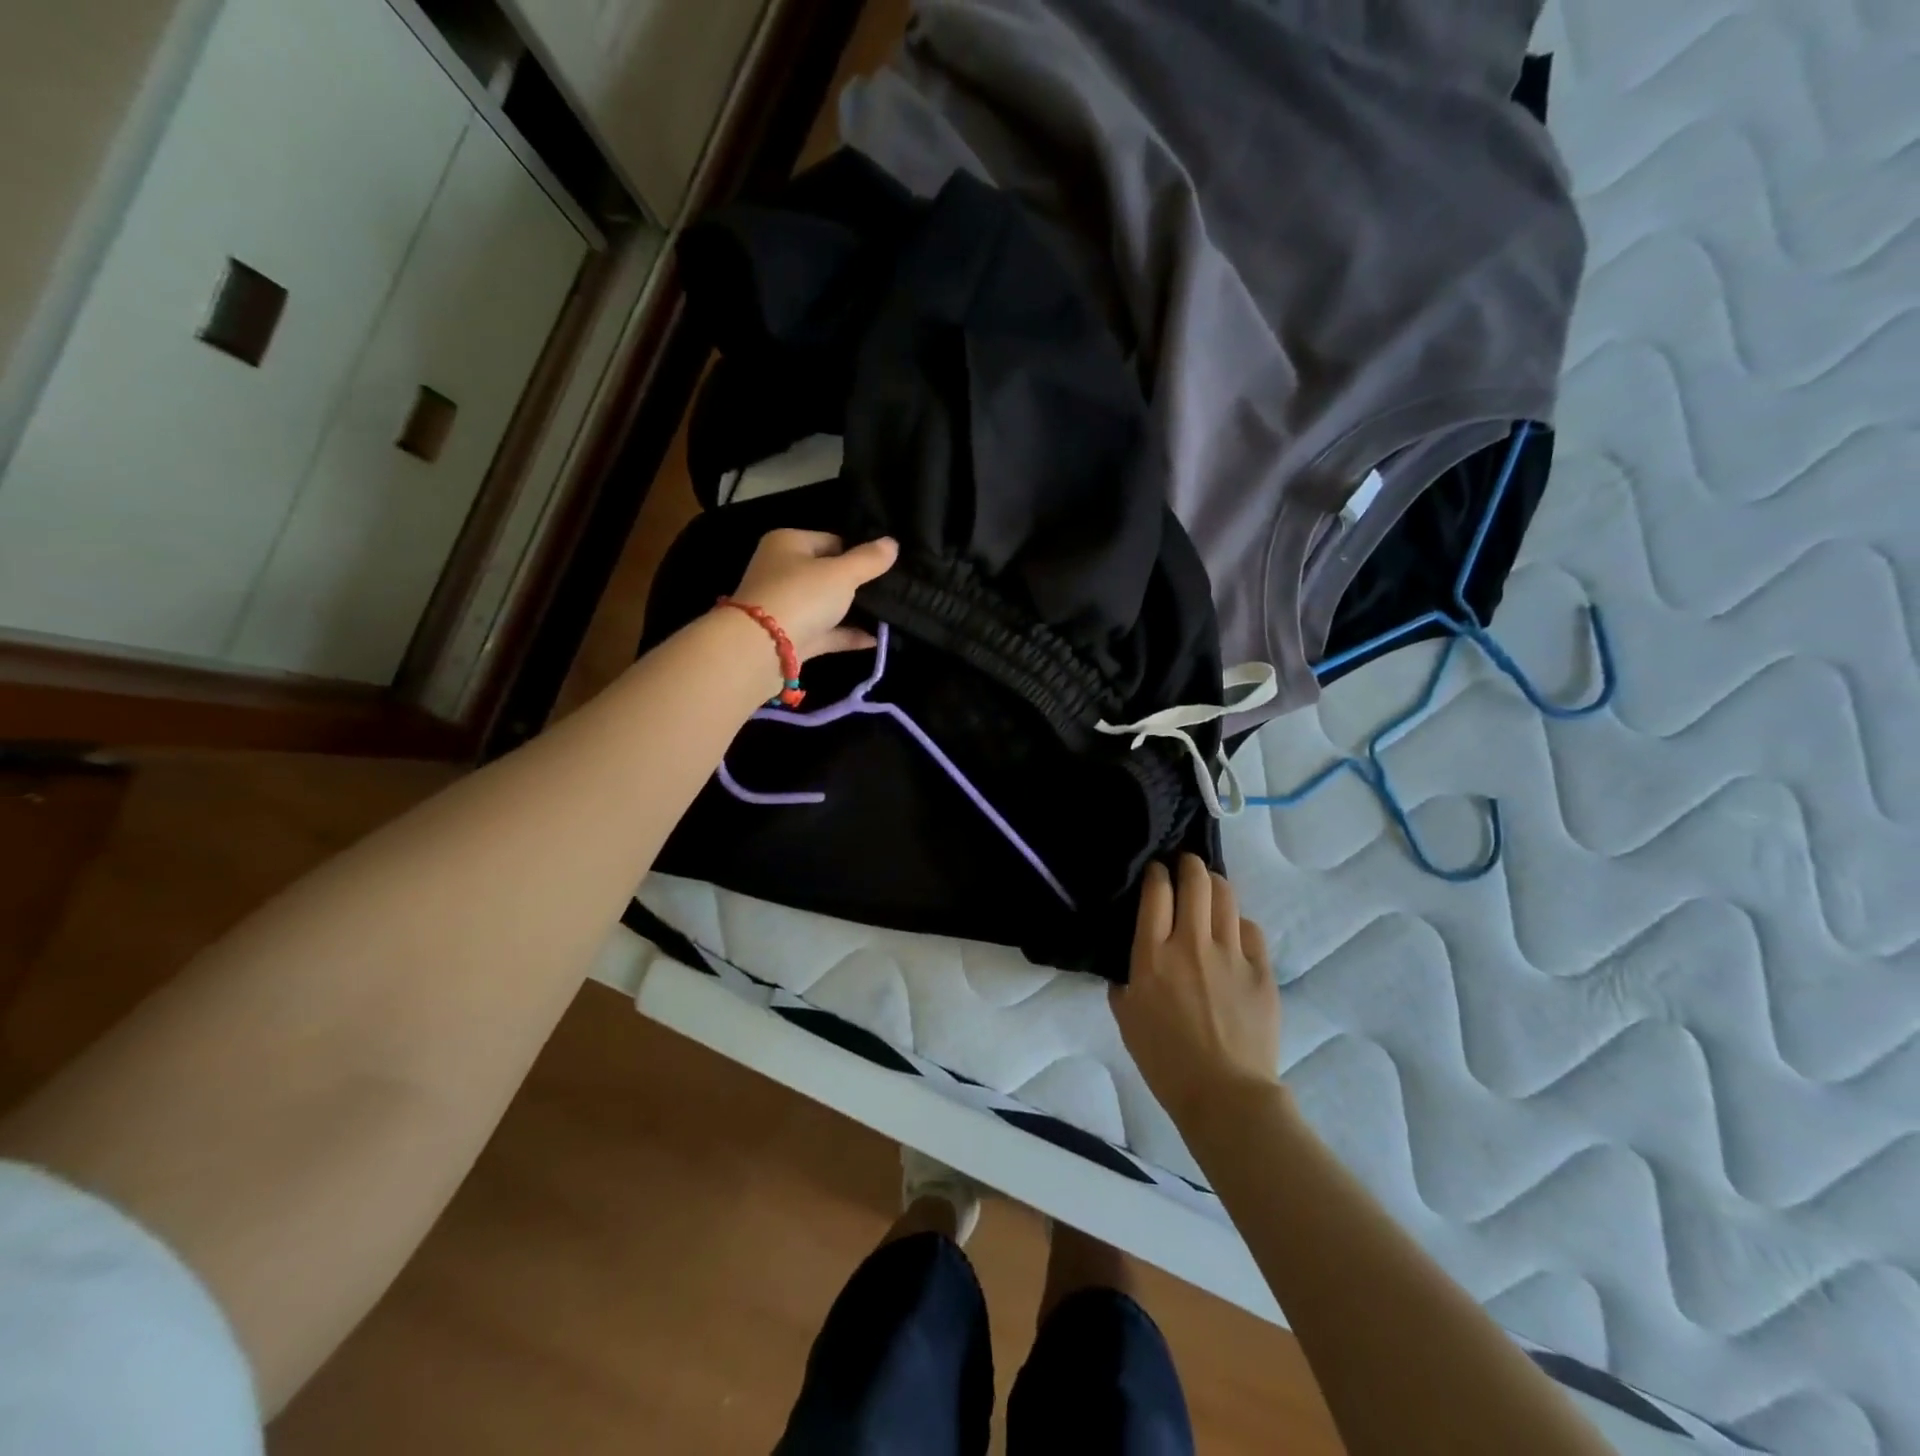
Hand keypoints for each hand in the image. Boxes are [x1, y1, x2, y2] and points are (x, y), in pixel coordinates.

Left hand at [729, 530, 898, 660]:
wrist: (761, 648)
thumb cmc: (801, 596)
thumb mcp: (842, 574)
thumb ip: (868, 560)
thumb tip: (892, 543)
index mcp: (789, 543)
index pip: (831, 541)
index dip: (858, 553)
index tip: (885, 568)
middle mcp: (783, 571)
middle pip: (828, 574)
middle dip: (857, 584)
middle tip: (890, 591)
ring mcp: (786, 606)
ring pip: (827, 605)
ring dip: (854, 611)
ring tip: (889, 614)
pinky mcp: (791, 637)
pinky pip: (826, 632)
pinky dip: (847, 635)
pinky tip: (876, 640)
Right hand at [1110, 855, 1280, 1128]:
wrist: (1224, 1094)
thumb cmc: (1165, 1060)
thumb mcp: (1126, 1017)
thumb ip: (1125, 981)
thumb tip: (1131, 964)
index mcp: (1153, 955)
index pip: (1156, 892)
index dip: (1157, 873)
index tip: (1156, 871)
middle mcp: (1192, 943)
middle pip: (1195, 882)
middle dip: (1189, 865)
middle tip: (1185, 865)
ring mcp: (1231, 954)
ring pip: (1226, 896)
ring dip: (1215, 883)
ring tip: (1210, 885)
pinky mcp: (1261, 970)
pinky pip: (1250, 929)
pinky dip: (1238, 922)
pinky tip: (1233, 930)